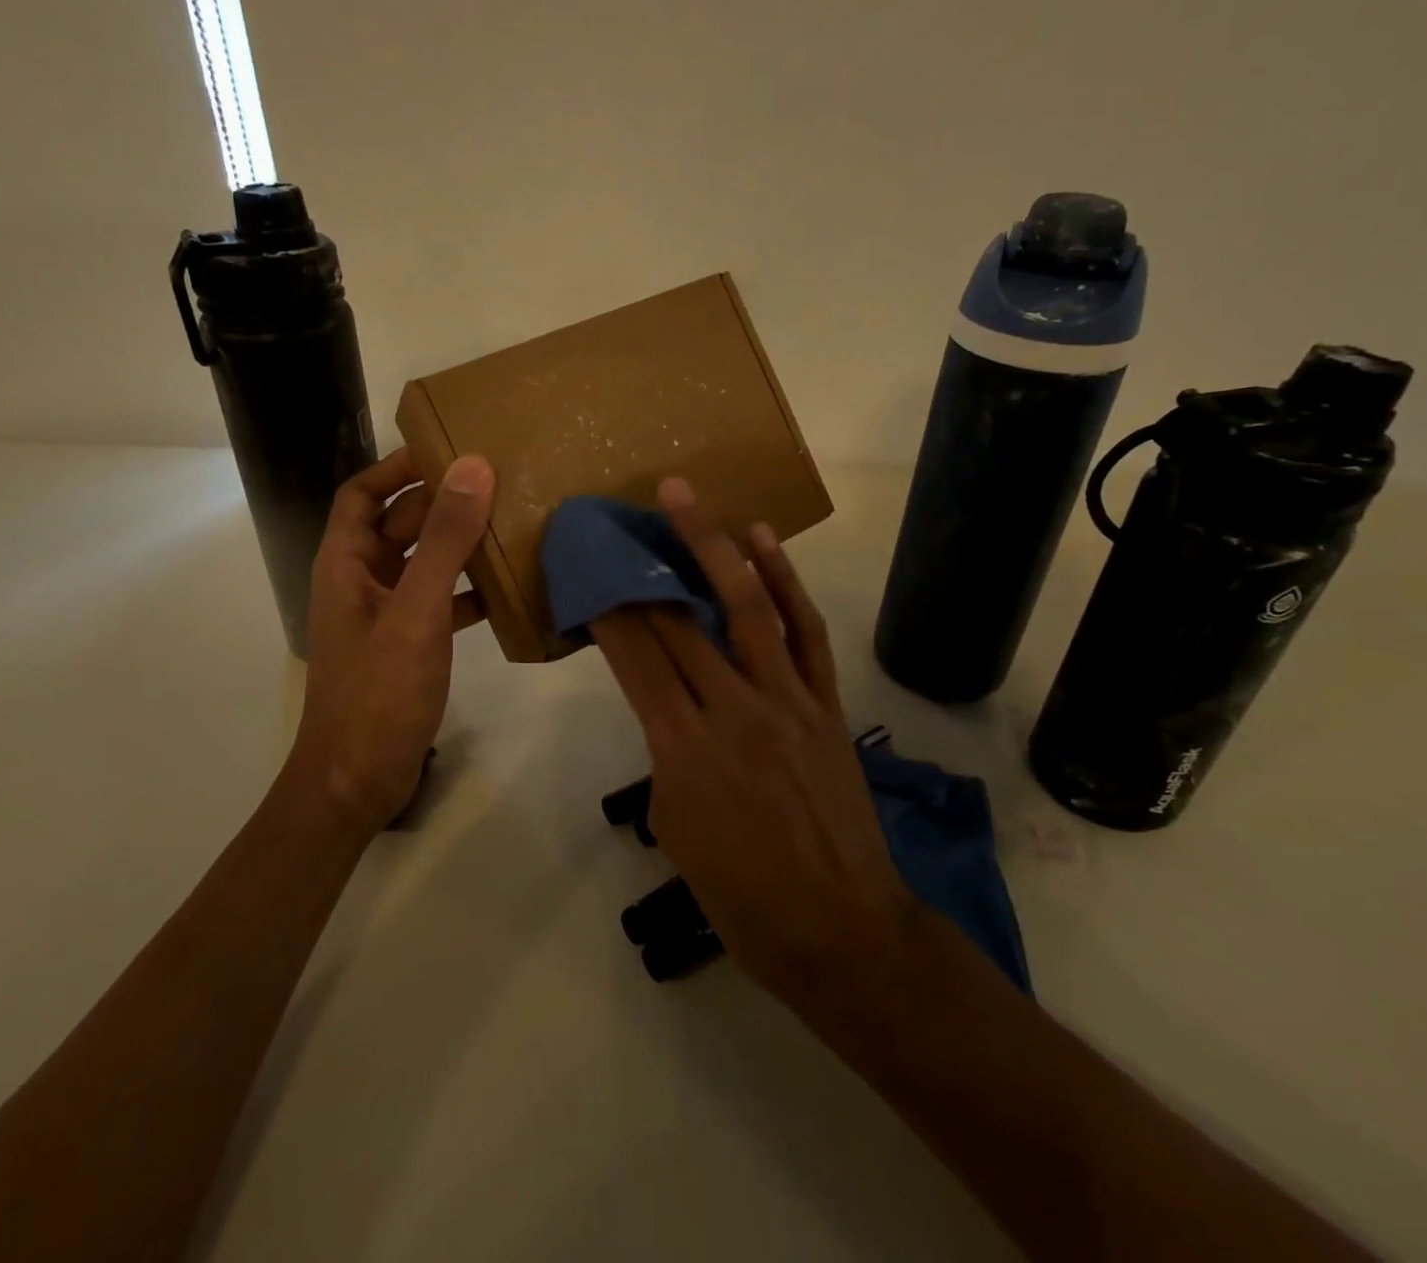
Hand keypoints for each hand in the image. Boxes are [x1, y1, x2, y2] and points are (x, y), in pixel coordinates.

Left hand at [291, 446, 495, 831]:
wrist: (356, 783)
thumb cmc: (378, 693)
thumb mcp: (416, 612)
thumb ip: (444, 541)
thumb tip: (473, 467)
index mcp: (345, 564)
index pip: (363, 494)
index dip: (398, 467)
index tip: (448, 449)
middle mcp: (360, 582)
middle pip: (398, 525)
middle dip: (441, 503)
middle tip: (498, 483)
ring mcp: (384, 616)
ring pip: (422, 564)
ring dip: (458, 546)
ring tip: (509, 526)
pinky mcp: (406, 646)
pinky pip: (438, 603)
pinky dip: (466, 592)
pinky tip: (505, 591)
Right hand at [590, 478, 915, 1005]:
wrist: (840, 930)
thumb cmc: (742, 897)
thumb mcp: (675, 829)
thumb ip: (666, 755)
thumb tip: (670, 708)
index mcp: (684, 751)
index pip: (635, 659)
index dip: (606, 608)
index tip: (586, 568)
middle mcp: (733, 711)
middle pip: (677, 623)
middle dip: (640, 567)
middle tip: (616, 523)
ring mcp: (787, 700)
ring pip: (744, 607)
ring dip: (710, 545)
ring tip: (683, 496)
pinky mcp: (826, 703)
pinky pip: (804, 632)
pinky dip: (784, 581)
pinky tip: (761, 540)